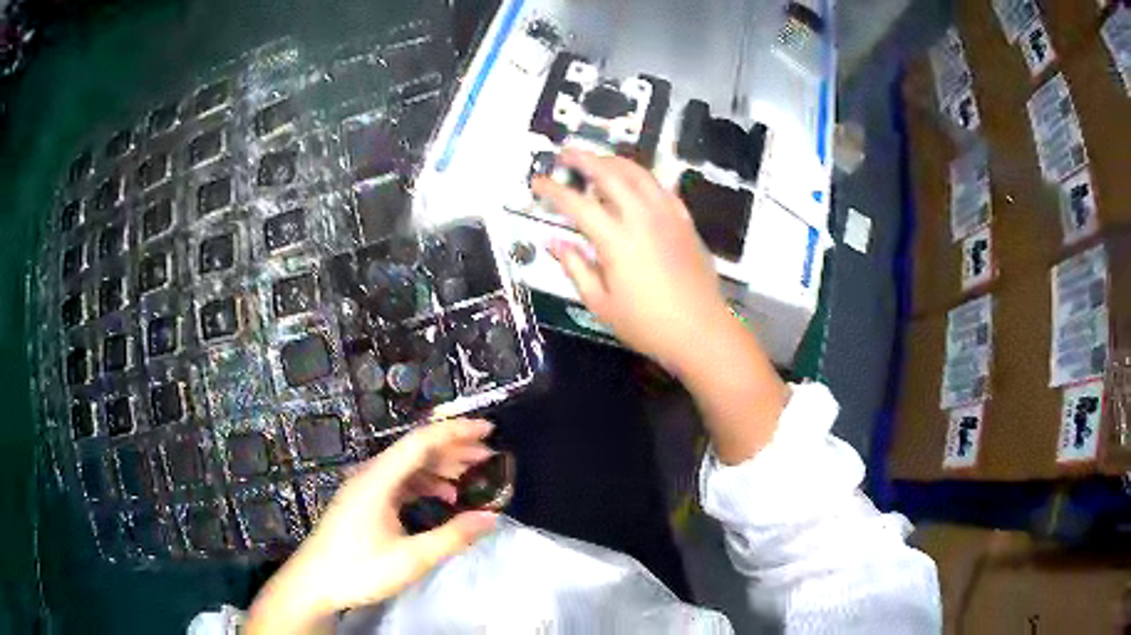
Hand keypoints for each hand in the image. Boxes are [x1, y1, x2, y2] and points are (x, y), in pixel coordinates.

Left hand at [247, 419, 499, 634]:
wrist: (314, 583)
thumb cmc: (359, 570)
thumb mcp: (411, 559)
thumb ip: (453, 536)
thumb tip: (492, 517)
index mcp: (379, 479)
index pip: (421, 441)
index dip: (457, 431)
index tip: (489, 429)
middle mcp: (371, 475)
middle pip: (416, 450)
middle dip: (454, 449)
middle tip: (490, 456)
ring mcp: (366, 487)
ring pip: (408, 466)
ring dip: (441, 468)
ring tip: (472, 477)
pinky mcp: (364, 501)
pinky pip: (400, 482)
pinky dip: (425, 484)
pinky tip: (443, 498)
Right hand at [532, 149, 731, 373]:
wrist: (700, 330)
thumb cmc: (648, 324)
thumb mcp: (601, 304)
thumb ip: (575, 268)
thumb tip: (555, 244)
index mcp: (616, 239)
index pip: (577, 204)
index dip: (553, 190)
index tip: (537, 183)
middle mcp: (642, 217)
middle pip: (609, 174)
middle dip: (583, 159)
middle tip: (565, 154)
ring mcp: (667, 215)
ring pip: (638, 173)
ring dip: (614, 160)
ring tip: (597, 159)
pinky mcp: (684, 220)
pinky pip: (661, 187)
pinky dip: (643, 177)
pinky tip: (636, 180)